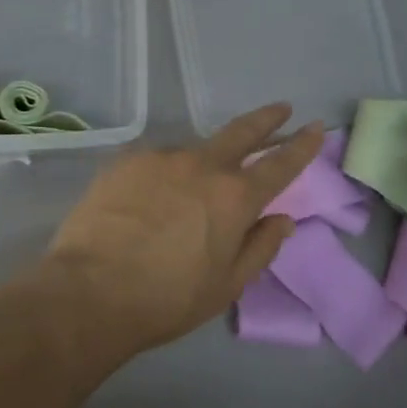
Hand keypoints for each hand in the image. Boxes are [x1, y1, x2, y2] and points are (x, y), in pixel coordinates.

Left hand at [44, 104, 323, 357]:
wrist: (90, 291)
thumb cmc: (168, 298)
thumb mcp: (227, 285)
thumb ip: (261, 247)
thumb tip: (283, 220)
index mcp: (235, 197)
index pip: (280, 164)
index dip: (301, 145)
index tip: (315, 127)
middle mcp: (202, 166)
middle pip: (241, 132)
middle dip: (266, 119)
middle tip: (281, 108)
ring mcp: (160, 159)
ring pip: (192, 153)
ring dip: (203, 163)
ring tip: (190, 193)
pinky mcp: (124, 162)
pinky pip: (155, 164)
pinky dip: (164, 176)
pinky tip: (151, 199)